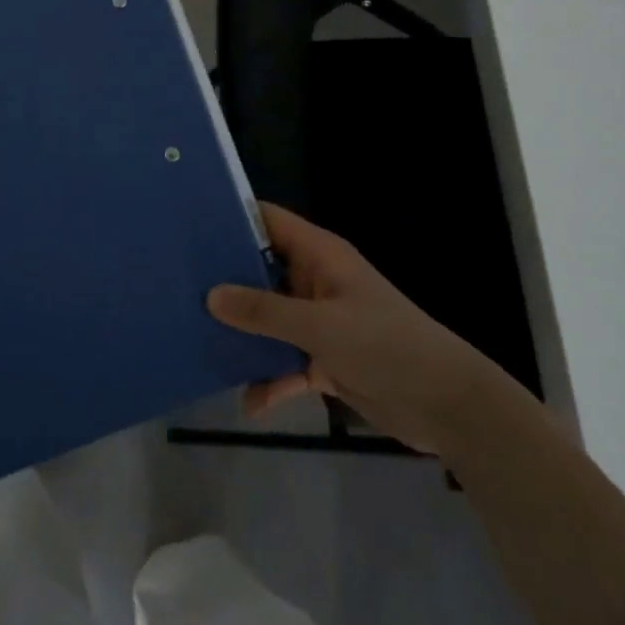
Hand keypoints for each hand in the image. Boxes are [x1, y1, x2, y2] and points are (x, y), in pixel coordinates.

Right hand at [207, 201, 517, 455]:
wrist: (447, 406)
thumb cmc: (386, 346)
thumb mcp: (321, 326)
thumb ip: (264, 312)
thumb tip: (210, 296)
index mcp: (319, 256)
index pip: (269, 221)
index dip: (232, 217)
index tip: (188, 225)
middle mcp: (315, 281)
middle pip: (261, 270)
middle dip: (225, 280)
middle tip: (177, 285)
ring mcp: (320, 321)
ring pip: (269, 318)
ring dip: (242, 332)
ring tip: (197, 339)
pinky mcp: (325, 359)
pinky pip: (285, 362)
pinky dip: (269, 379)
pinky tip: (249, 403)